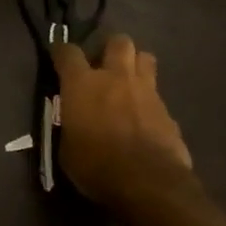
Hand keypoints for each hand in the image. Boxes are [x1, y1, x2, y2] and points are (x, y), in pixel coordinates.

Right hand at [50, 34, 192, 208]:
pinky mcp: (167, 110)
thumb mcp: (66, 148)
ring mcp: (146, 91)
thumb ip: (70, 124)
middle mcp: (115, 77)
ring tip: (127, 82)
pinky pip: (157, 93)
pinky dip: (148, 99)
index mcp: (82, 84)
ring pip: (145, 58)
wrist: (148, 184)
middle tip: (102, 66)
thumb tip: (74, 121)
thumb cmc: (96, 166)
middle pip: (118, 42)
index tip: (58, 57)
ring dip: (135, 65)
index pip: (68, 52)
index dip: (61, 52)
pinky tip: (143, 116)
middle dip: (110, 49)